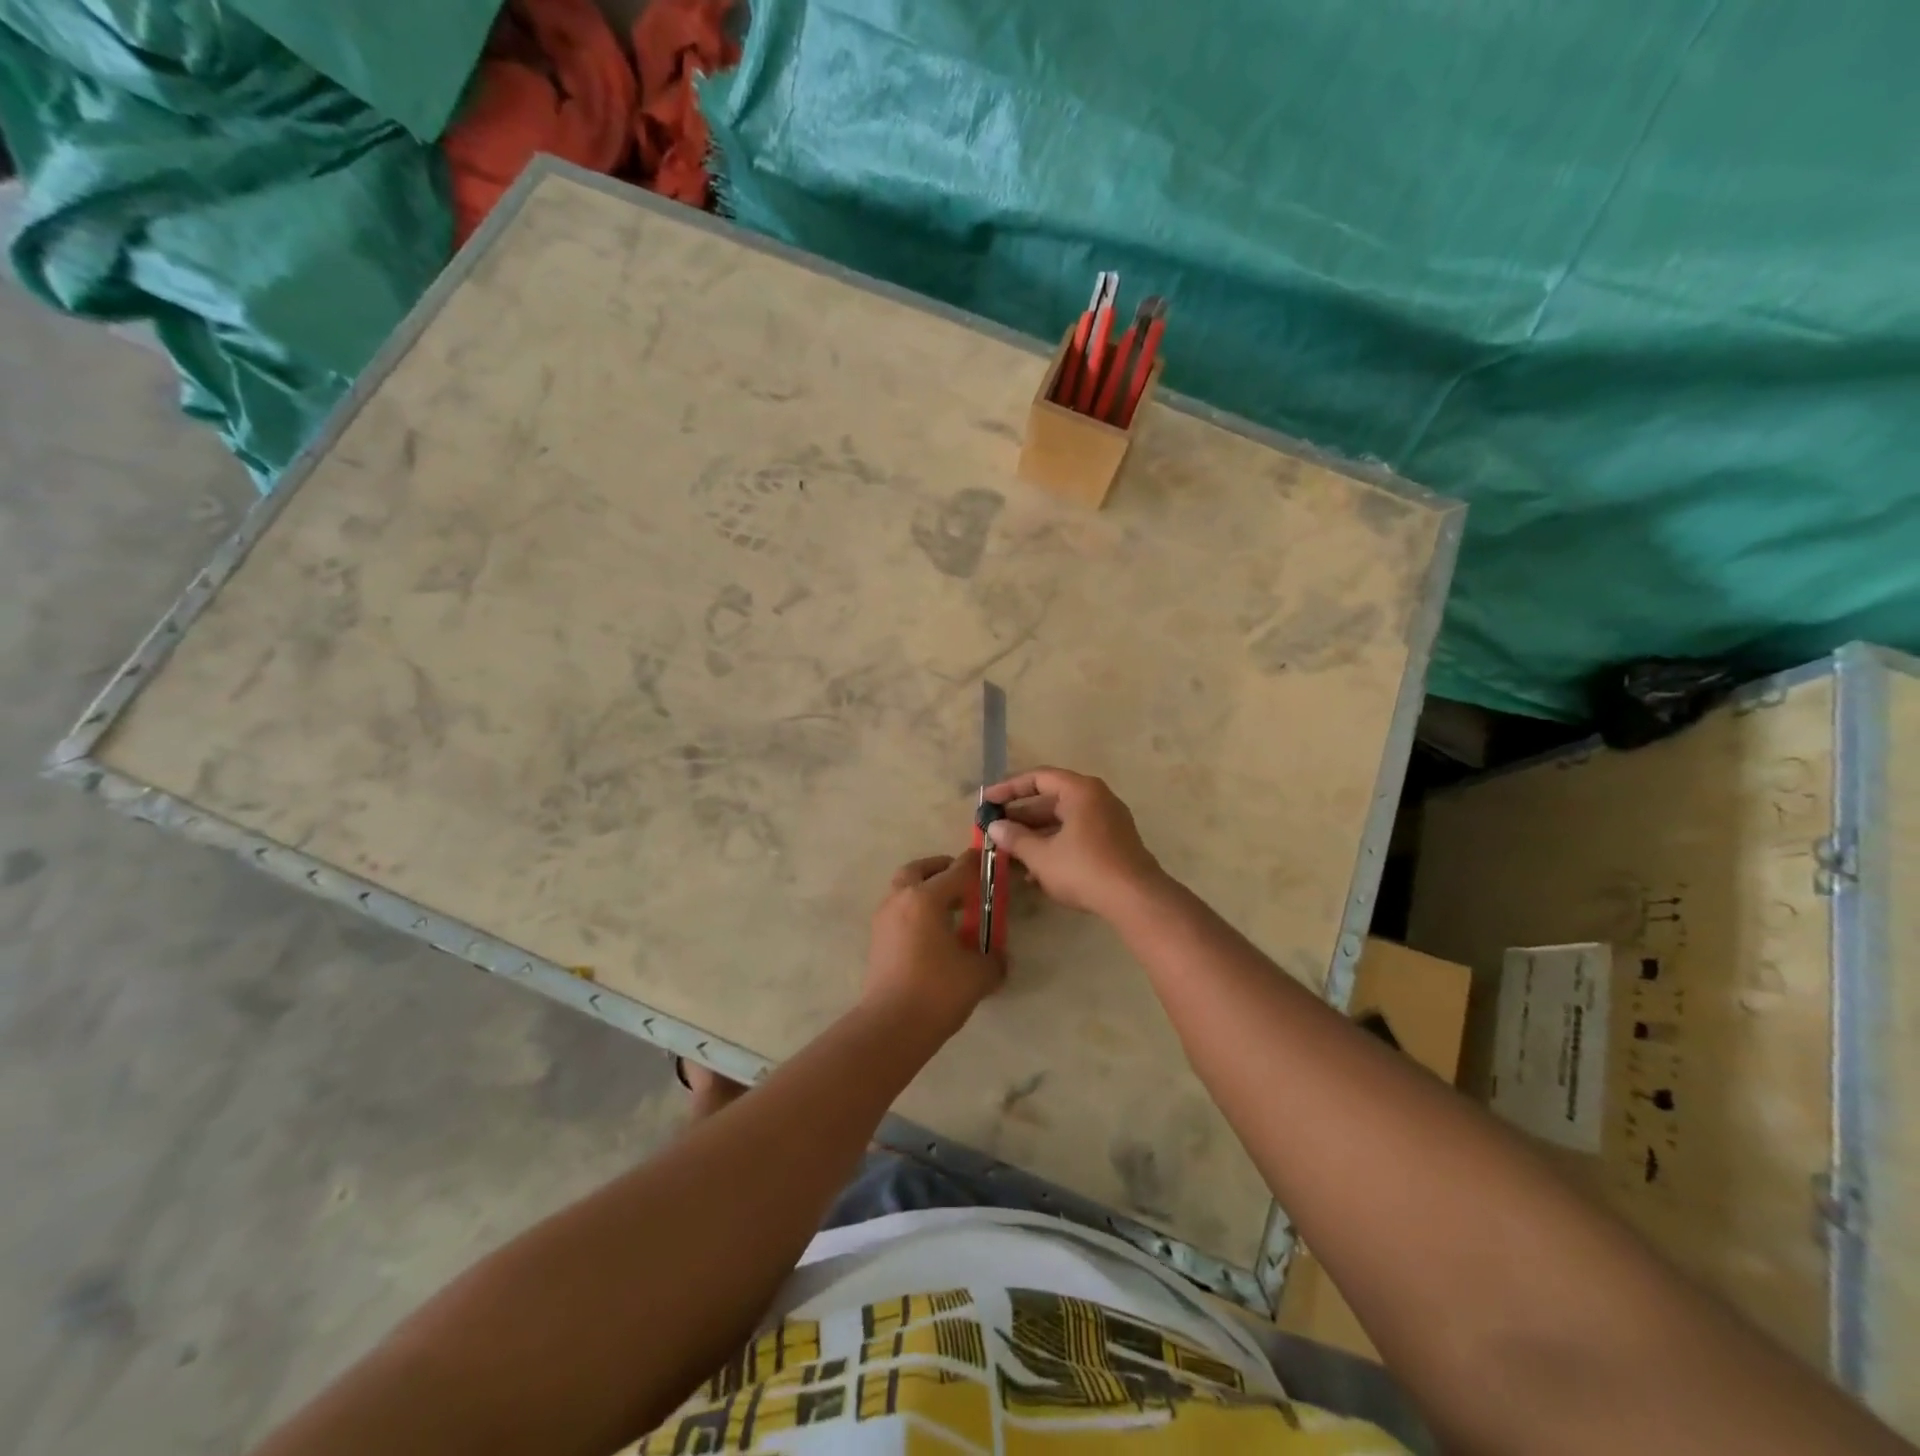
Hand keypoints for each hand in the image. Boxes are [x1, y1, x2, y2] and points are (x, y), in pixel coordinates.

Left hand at [863, 852, 1005, 1035]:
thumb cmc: (938, 991)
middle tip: (962, 883)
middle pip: (919, 870)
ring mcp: (884, 920)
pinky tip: (934, 935)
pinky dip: (915, 912)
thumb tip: (996, 956)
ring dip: (925, 891)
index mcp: (925, 898)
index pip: (956, 870)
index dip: (976, 865)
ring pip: (904, 890)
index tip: (990, 861)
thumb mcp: (979, 974)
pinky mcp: (877, 940)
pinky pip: (899, 912)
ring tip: (950, 911)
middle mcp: (900, 900)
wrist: (891, 1027)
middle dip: (941, 870)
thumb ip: (993, 957)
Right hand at [983, 767, 1165, 918]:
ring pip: (1063, 821)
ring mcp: (1108, 821)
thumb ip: (1015, 838)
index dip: (1009, 788)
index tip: (987, 801)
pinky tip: (1034, 872)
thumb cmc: (1084, 869)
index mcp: (1080, 791)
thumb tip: (995, 827)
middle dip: (1021, 816)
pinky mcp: (1113, 843)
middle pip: (1051, 800)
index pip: (1039, 778)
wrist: (1136, 899)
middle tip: (995, 828)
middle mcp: (1097, 799)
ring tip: (1009, 853)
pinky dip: (1055, 846)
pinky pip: (1076, 836)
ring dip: (1035, 835)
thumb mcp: (1042, 856)